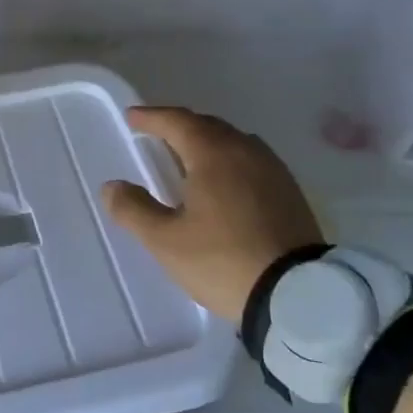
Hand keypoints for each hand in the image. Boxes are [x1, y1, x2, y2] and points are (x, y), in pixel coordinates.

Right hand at [102, 106, 322, 324]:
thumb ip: (133, 210)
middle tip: (157, 134)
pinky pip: (252, 161)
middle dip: (179, 126)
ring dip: (207, 142)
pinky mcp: (291, 192)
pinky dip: (230, 160)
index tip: (133, 117)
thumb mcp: (166, 241)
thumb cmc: (224, 261)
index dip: (152, 117)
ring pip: (234, 142)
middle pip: (208, 126)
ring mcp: (274, 170)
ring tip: (189, 157)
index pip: (177, 121)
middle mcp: (246, 151)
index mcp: (214, 154)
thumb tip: (112, 187)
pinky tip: (225, 182)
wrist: (300, 296)